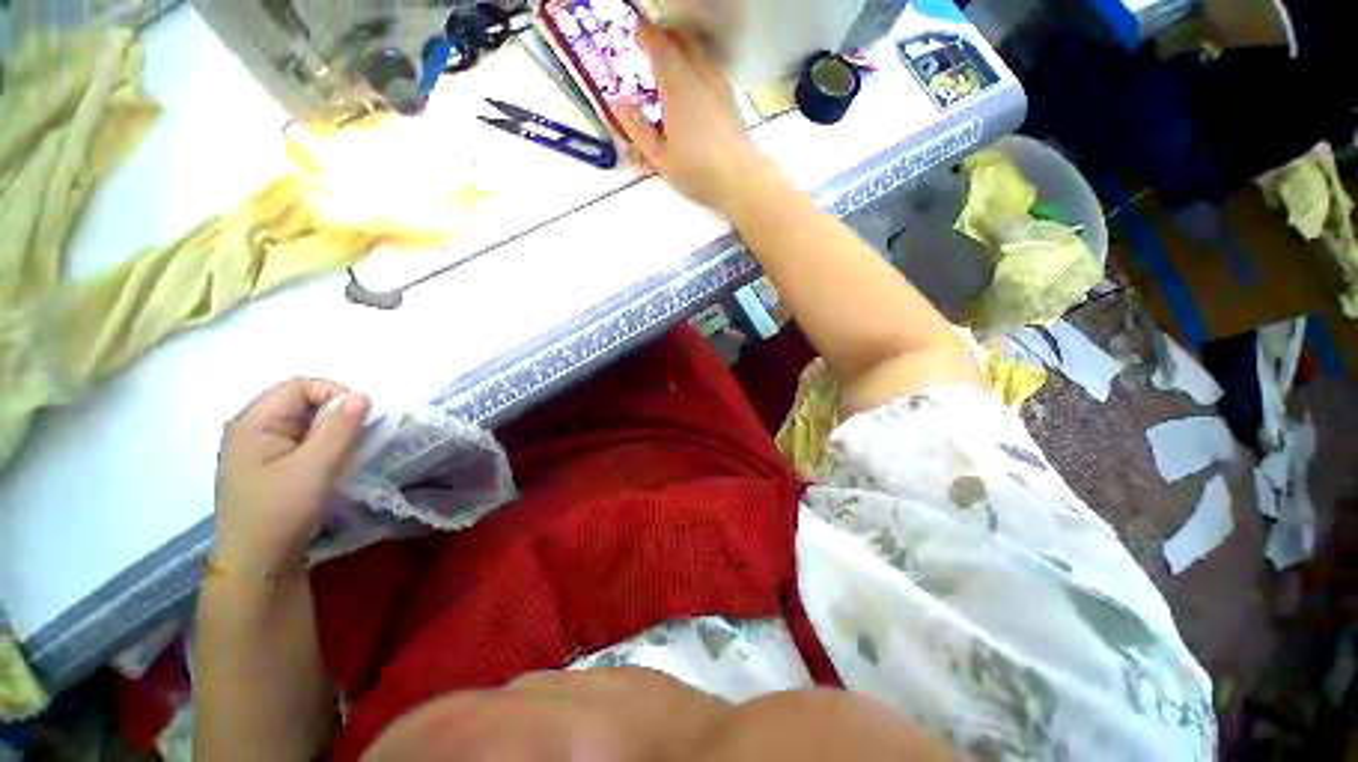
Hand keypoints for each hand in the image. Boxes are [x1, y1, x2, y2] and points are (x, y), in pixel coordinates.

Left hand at [214, 378, 369, 572]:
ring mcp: (258, 448)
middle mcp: (251, 428)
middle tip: (354, 439)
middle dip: (335, 414)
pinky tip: (331, 464)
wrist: (257, 563)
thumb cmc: (281, 511)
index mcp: (253, 421)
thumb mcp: (316, 467)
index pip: (301, 386)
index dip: (335, 394)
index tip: (359, 420)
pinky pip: (301, 440)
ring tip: (344, 453)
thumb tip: (363, 395)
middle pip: (302, 401)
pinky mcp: (269, 466)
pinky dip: (322, 445)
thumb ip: (340, 428)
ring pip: (304, 422)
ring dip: (331, 431)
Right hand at [617, 24, 776, 214]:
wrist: (740, 179)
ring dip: (680, 51)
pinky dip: (694, 66)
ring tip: (667, 72)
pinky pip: (708, 67)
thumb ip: (637, 128)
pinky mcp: (730, 97)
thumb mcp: (659, 156)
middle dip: (662, 38)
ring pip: (697, 51)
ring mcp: (718, 83)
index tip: (634, 36)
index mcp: (677, 84)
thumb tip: (618, 104)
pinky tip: (689, 91)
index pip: (658, 42)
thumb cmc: (697, 170)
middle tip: (649, 51)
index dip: (644, 35)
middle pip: (680, 38)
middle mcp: (699, 74)